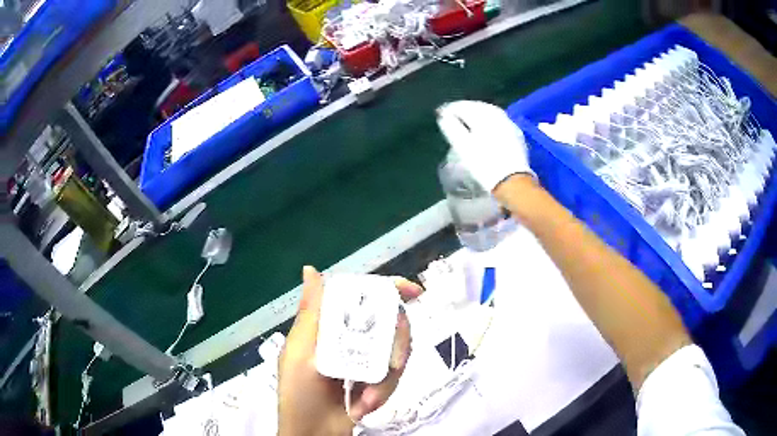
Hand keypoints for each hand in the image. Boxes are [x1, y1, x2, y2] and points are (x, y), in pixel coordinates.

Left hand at [278, 266, 422, 435]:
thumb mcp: (300, 354)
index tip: (413, 292)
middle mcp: (350, 338)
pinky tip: (365, 406)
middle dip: (394, 347)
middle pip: (388, 325)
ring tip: (366, 400)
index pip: (361, 296)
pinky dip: (384, 392)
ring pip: (395, 353)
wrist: (315, 435)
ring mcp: (365, 360)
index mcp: (328, 327)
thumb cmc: (300, 395)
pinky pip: (393, 377)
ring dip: (385, 380)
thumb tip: (310, 269)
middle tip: (392, 366)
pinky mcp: (376, 380)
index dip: (387, 289)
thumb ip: (311, 315)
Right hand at [436, 100, 533, 191]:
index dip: (450, 109)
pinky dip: (489, 120)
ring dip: (477, 113)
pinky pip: (499, 121)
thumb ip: (452, 127)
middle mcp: (498, 116)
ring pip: (490, 113)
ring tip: (467, 120)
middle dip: (464, 109)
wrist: (512, 182)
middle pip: (478, 107)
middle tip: (452, 114)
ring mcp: (509, 125)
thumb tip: (443, 115)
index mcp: (484, 116)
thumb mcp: (463, 146)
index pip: (463, 106)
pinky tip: (485, 127)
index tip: (440, 113)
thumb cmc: (484, 164)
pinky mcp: (516, 135)